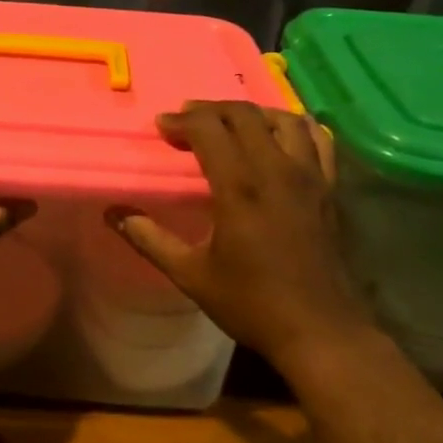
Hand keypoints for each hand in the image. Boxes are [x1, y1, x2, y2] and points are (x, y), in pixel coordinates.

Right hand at [110, 101, 371, 366]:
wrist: (321, 332)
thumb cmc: (252, 303)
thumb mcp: (191, 275)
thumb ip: (149, 239)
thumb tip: (113, 213)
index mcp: (240, 187)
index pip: (208, 129)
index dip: (181, 120)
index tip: (162, 127)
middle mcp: (276, 170)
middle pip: (243, 115)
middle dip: (210, 110)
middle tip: (187, 121)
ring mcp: (310, 176)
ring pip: (283, 119)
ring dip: (252, 113)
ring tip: (231, 124)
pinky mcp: (330, 189)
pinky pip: (320, 139)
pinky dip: (297, 126)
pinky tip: (281, 136)